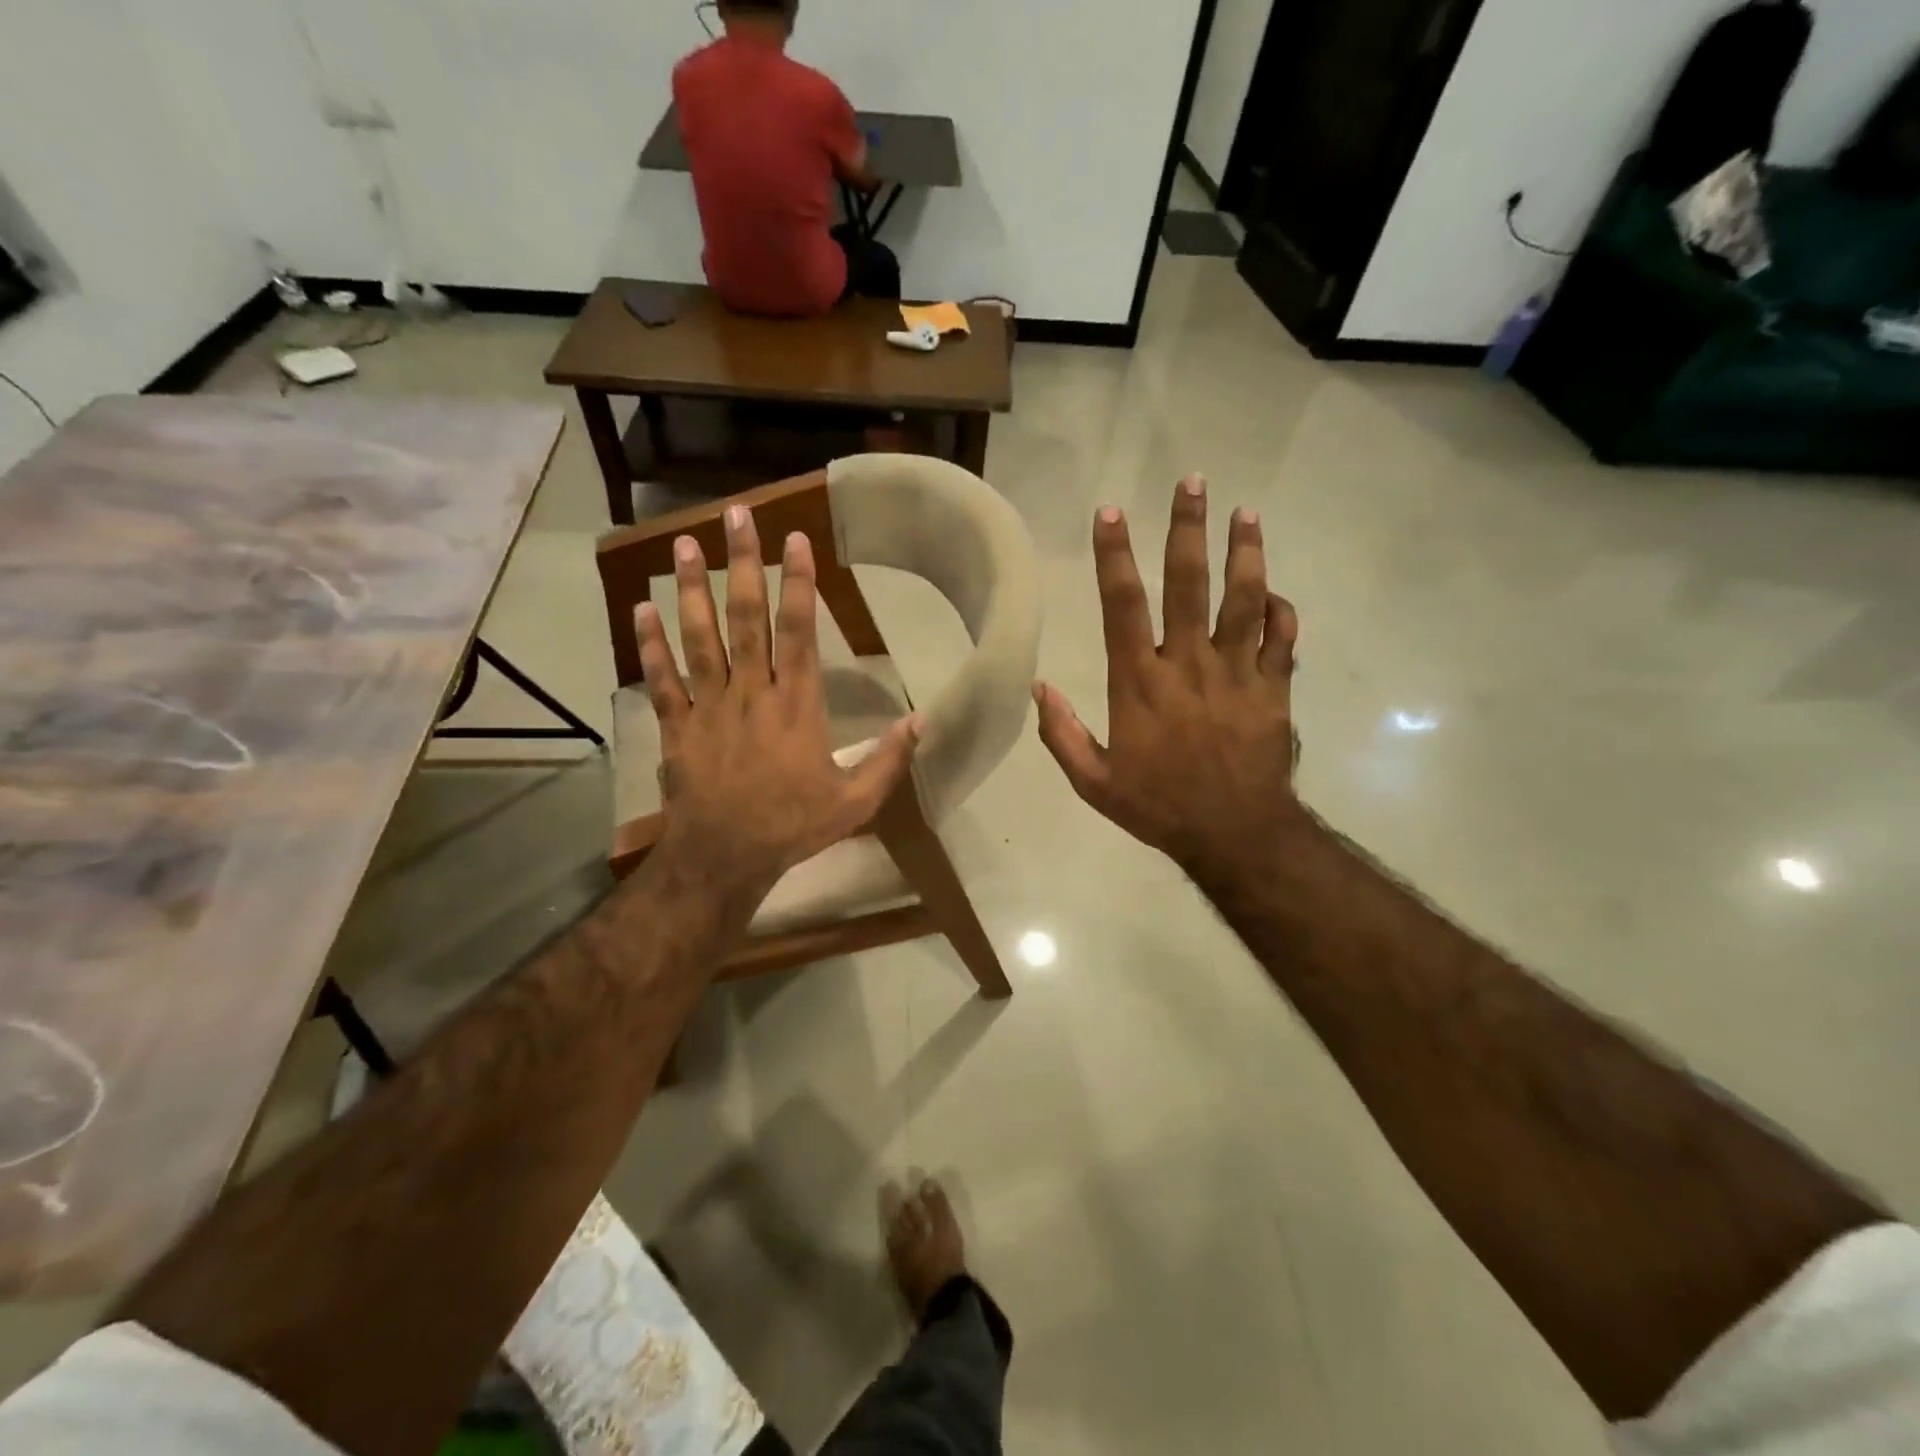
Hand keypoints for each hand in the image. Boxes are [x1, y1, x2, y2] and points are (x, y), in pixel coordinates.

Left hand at [635, 504, 921, 907]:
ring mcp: (710, 706)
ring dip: (693, 588)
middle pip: (746, 618)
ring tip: (687, 543)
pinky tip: (642, 608)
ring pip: (700, 637)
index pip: (799, 631)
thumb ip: (890, 759)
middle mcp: (752, 692)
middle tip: (737, 515)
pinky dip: (651, 644)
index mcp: (797, 705)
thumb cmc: (793, 827)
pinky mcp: (678, 725)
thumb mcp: (856, 801)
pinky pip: (662, 678)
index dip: (798, 583)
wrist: (725, 858)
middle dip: (743, 564)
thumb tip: (924, 720)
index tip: (794, 540)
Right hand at [1033, 475, 1299, 883]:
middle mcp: (1188, 664)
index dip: (1115, 556)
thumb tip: (1038, 688)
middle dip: (1188, 530)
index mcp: (1140, 683)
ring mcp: (1237, 673)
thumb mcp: (1094, 783)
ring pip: (1244, 600)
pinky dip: (1282, 612)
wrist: (1235, 835)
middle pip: (1188, 584)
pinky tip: (1277, 594)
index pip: (1123, 606)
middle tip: (1193, 483)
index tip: (1111, 513)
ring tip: (1246, 514)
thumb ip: (1062, 735)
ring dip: (1245, 553)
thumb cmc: (1159, 807)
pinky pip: (1283, 640)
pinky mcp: (1274, 689)